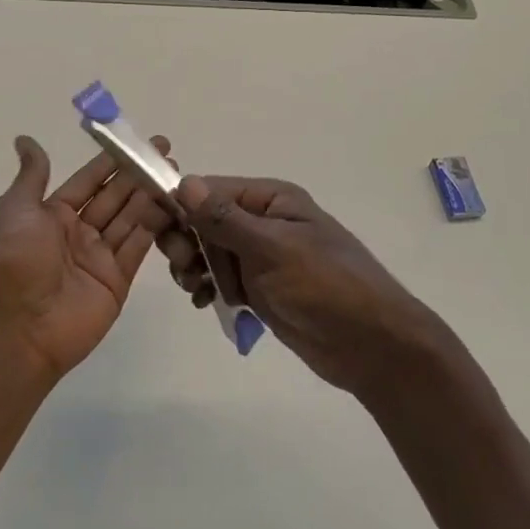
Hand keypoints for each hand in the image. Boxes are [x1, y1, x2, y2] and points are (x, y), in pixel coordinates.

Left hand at [0, 135, 177, 381]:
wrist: (20, 330)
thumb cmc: (15, 263)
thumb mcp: (16, 211)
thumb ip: (32, 176)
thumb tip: (25, 140)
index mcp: (53, 214)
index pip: (89, 180)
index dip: (112, 161)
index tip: (137, 141)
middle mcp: (78, 232)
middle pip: (114, 196)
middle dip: (139, 174)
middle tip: (167, 153)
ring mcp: (100, 256)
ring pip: (131, 218)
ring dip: (151, 196)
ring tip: (176, 174)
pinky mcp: (118, 278)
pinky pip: (139, 246)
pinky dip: (156, 226)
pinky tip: (173, 205)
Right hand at [160, 176, 446, 398]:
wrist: (371, 346)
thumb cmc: (326, 286)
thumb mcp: (273, 249)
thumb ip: (226, 219)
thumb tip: (184, 182)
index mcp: (271, 200)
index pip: (212, 190)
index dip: (181, 206)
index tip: (158, 228)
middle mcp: (263, 222)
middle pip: (205, 220)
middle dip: (186, 240)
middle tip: (184, 266)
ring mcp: (261, 256)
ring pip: (208, 251)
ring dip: (193, 266)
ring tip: (194, 288)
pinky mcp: (260, 288)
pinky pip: (220, 278)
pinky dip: (206, 286)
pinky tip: (202, 301)